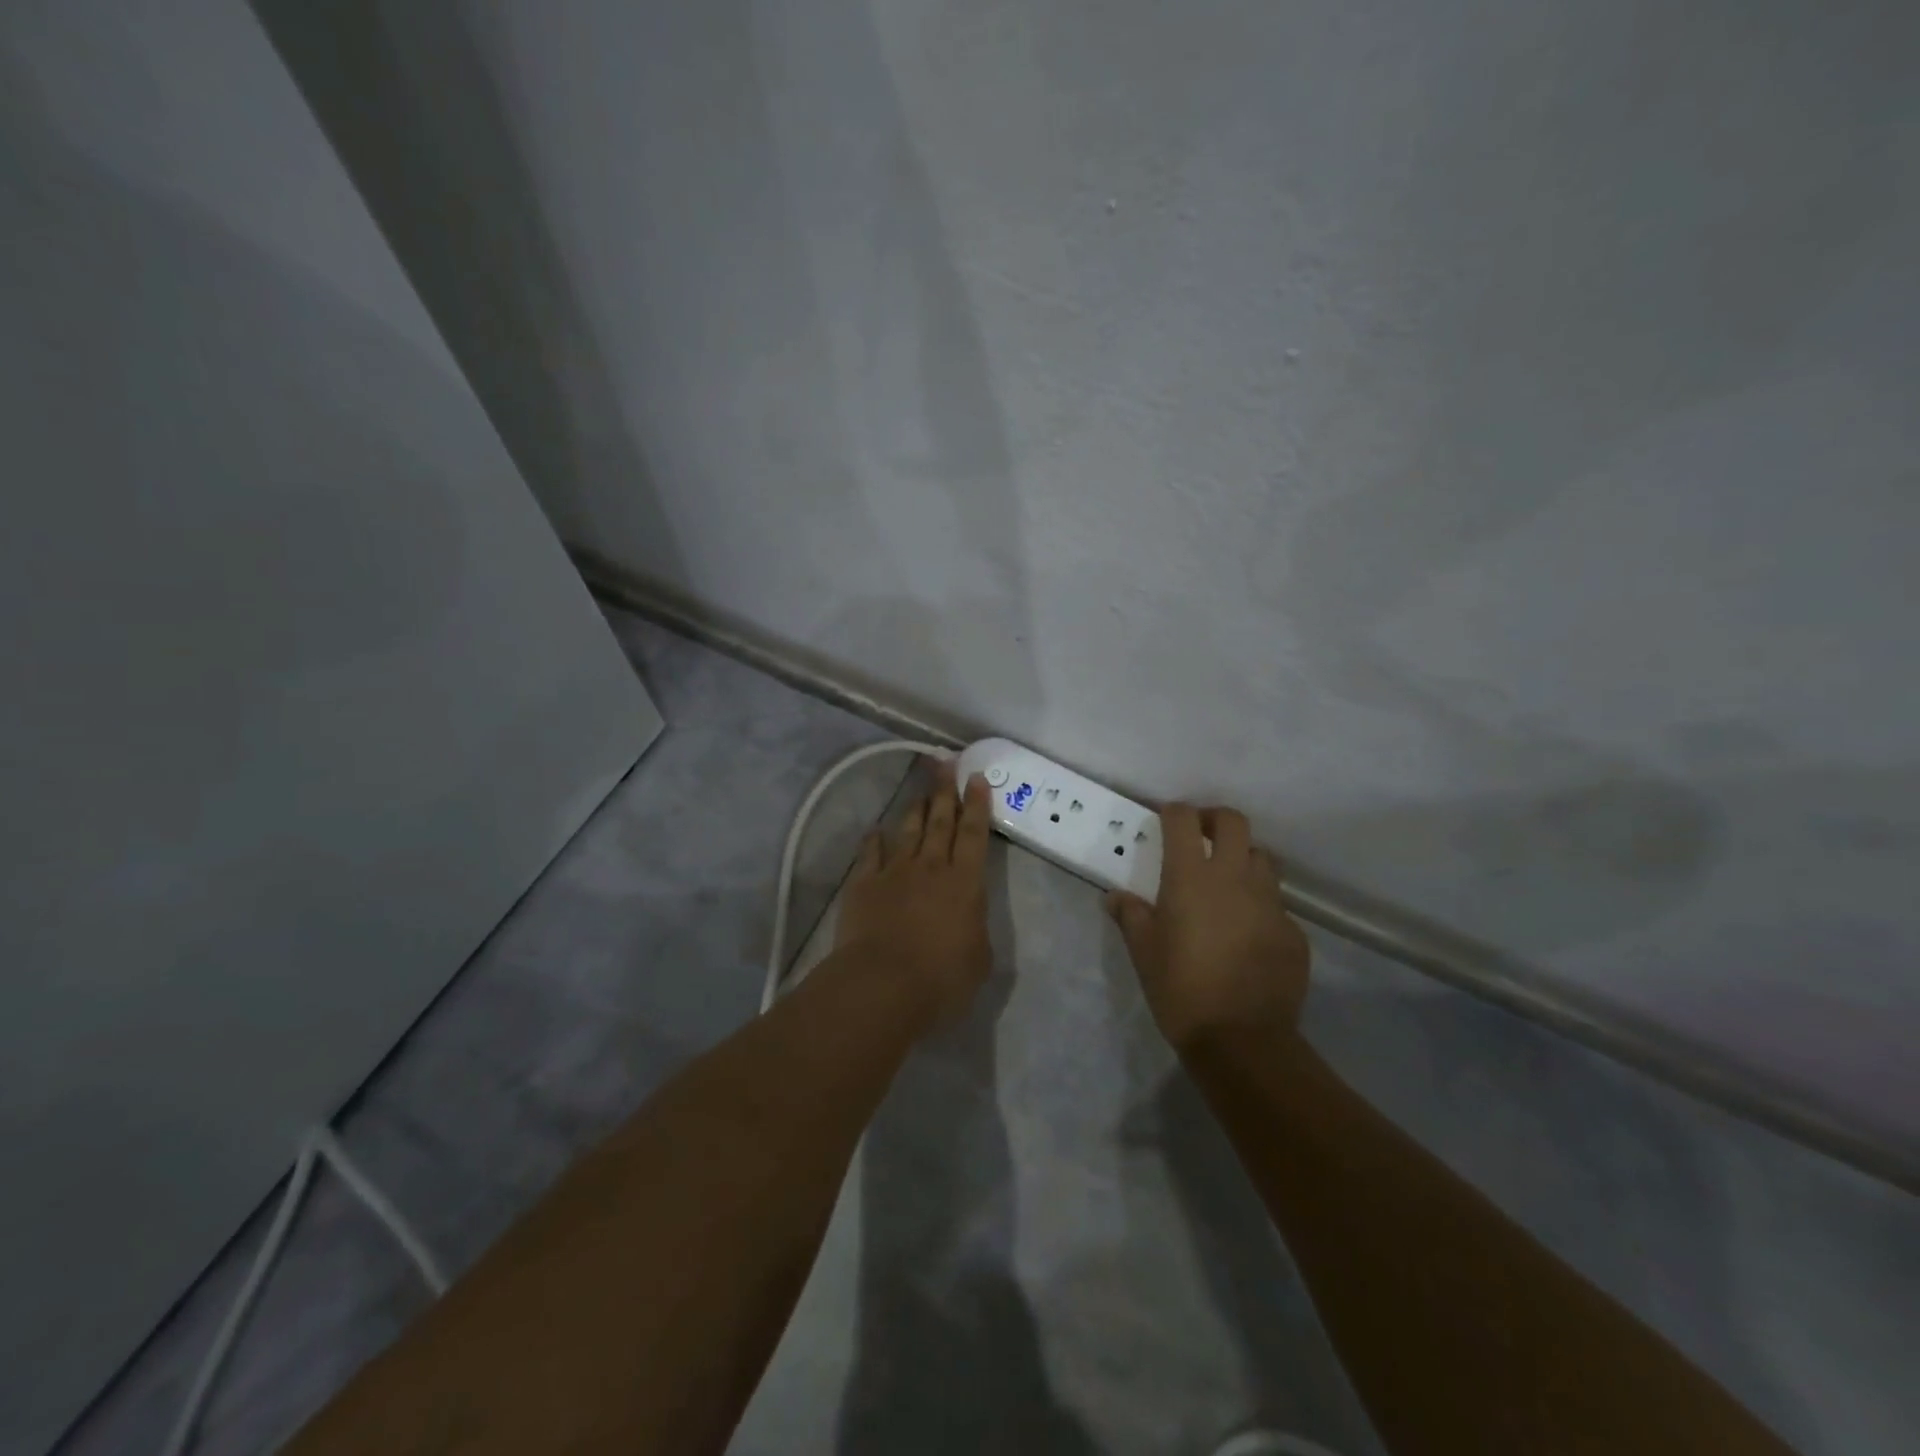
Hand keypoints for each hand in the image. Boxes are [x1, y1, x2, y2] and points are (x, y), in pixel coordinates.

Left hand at [835, 766, 993, 1025]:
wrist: (882, 985)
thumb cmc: (941, 979)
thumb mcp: (979, 960)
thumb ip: (975, 931)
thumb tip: (968, 920)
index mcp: (965, 884)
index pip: (975, 836)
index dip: (977, 806)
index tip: (976, 779)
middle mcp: (931, 868)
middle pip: (941, 821)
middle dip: (946, 791)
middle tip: (947, 763)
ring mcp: (895, 872)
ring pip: (908, 831)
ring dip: (916, 808)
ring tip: (921, 790)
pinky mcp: (864, 884)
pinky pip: (870, 854)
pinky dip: (873, 840)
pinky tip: (875, 829)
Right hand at [1107, 804, 1309, 1053]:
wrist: (1242, 1040)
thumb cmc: (1180, 989)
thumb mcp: (1143, 952)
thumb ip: (1130, 916)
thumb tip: (1115, 897)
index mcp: (1191, 877)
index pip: (1183, 820)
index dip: (1173, 812)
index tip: (1165, 820)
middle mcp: (1234, 878)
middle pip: (1233, 822)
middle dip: (1214, 820)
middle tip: (1201, 837)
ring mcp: (1270, 903)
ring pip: (1262, 858)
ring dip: (1243, 859)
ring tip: (1227, 883)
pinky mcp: (1293, 931)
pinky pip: (1277, 904)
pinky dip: (1261, 906)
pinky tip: (1248, 934)